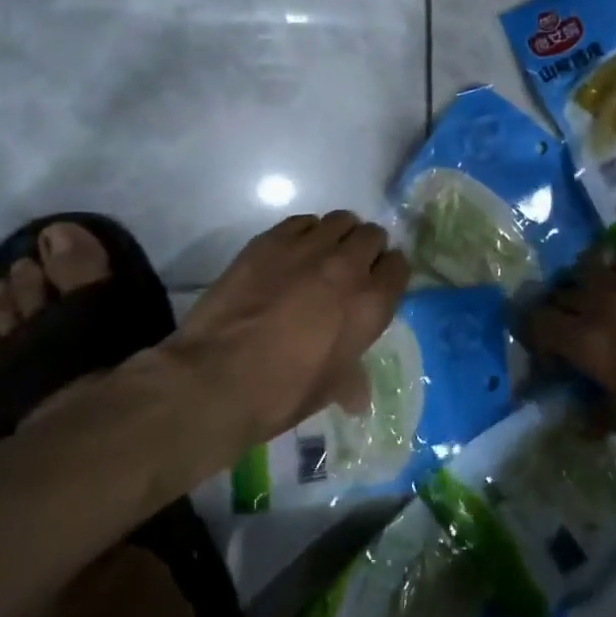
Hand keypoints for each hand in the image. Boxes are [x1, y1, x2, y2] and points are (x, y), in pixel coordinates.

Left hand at [166, 211, 409, 448]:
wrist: (216, 377)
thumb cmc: (282, 392)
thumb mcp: (328, 390)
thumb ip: (351, 380)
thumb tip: (358, 396)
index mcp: (370, 304)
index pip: (399, 266)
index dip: (388, 274)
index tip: (377, 284)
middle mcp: (347, 266)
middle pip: (372, 236)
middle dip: (366, 250)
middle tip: (348, 271)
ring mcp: (307, 248)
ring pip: (340, 220)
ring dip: (337, 236)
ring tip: (321, 256)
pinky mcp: (270, 240)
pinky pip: (302, 222)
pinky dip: (304, 233)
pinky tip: (291, 254)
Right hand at [528, 252, 615, 463]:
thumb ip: (598, 411)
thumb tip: (579, 416)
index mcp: (590, 343)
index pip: (537, 322)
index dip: (532, 335)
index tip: (543, 350)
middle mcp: (606, 302)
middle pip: (560, 292)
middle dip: (556, 311)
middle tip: (567, 331)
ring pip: (590, 268)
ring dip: (584, 286)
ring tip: (595, 304)